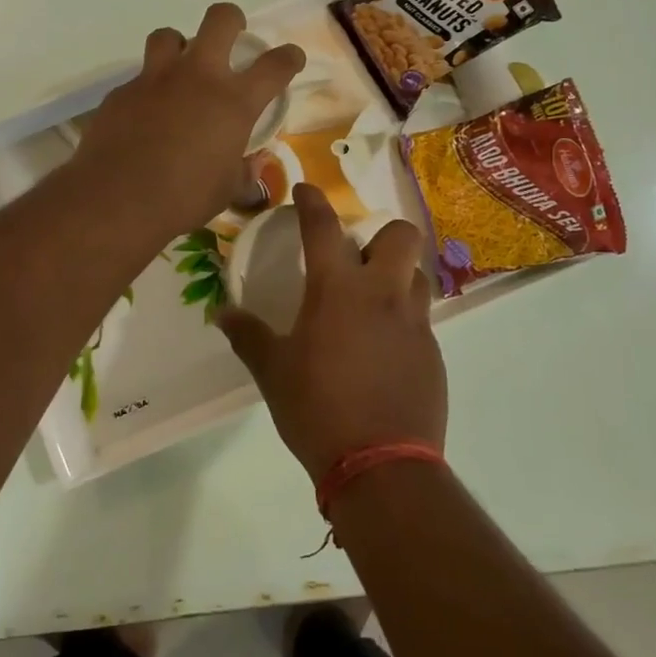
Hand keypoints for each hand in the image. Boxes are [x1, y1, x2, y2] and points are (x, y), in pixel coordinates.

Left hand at [69, 3, 303, 238]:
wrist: (116, 200)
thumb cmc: (183, 199)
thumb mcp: (227, 190)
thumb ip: (244, 170)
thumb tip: (252, 162)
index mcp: (234, 102)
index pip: (275, 65)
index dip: (289, 58)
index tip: (290, 58)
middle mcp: (197, 77)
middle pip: (220, 20)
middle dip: (232, 21)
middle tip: (232, 38)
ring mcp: (155, 79)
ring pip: (168, 36)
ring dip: (179, 47)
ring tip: (180, 70)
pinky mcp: (122, 92)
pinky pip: (139, 78)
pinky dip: (148, 90)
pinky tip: (145, 116)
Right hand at [217, 184, 446, 481]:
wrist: (381, 466)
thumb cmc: (317, 409)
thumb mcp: (273, 373)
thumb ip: (248, 337)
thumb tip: (222, 314)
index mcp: (338, 290)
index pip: (324, 227)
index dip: (313, 201)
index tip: (305, 191)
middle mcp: (383, 295)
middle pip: (401, 235)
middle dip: (380, 235)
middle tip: (356, 260)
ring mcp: (415, 324)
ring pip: (416, 275)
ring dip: (396, 276)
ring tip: (370, 303)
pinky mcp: (433, 353)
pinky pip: (420, 319)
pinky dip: (402, 319)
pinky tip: (381, 350)